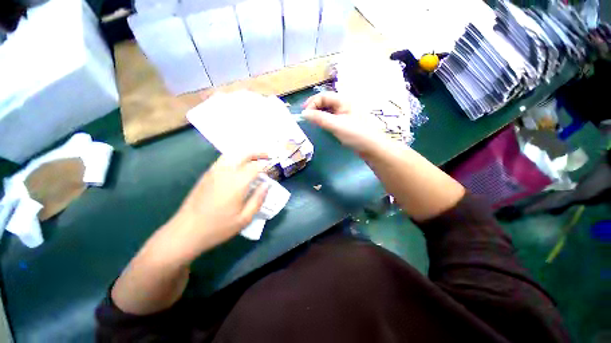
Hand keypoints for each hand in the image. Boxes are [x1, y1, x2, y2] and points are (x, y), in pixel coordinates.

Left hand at [163, 153, 269, 261]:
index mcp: (237, 182)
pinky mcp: (207, 174)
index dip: (266, 166)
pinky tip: (239, 166)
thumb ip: (258, 199)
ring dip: (246, 153)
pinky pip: (224, 159)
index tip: (272, 170)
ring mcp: (214, 171)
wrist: (186, 232)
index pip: (256, 166)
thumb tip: (267, 184)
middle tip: (267, 156)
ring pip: (232, 154)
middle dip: (258, 153)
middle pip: (244, 154)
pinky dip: (235, 157)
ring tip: (255, 158)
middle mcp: (226, 172)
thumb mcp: (244, 218)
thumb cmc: (218, 227)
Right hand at [302, 92, 387, 152]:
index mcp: (343, 100)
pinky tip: (321, 125)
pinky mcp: (345, 122)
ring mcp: (345, 113)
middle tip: (306, 117)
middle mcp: (344, 104)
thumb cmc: (355, 134)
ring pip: (328, 110)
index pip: (323, 96)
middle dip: (314, 107)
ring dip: (319, 113)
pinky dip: (324, 119)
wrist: (371, 147)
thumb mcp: (336, 125)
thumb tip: (304, 114)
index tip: (305, 114)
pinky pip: (332, 117)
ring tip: (311, 121)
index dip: (312, 103)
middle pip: (325, 101)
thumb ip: (319, 118)